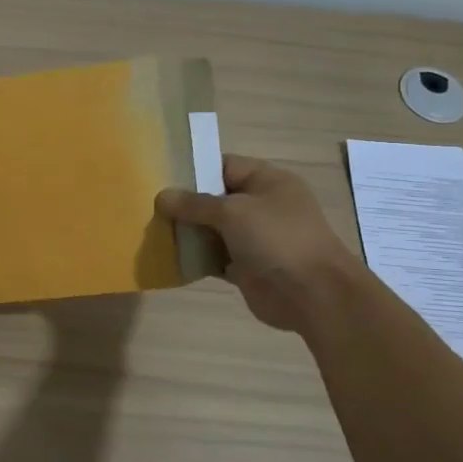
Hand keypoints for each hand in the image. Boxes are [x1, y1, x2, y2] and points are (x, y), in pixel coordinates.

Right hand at [157, 155, 351, 331]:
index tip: (160, 178)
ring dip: (188, 232)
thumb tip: (162, 196)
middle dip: (185, 204)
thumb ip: (195, 204)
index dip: (193, 171)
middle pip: (215, 199)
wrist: (313, 295)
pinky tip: (170, 257)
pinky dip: (196, 258)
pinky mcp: (247, 266)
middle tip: (149, 207)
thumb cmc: (276, 238)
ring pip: (213, 229)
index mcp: (267, 180)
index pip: (223, 166)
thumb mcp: (232, 211)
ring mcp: (255, 238)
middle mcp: (262, 205)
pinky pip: (215, 257)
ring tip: (153, 230)